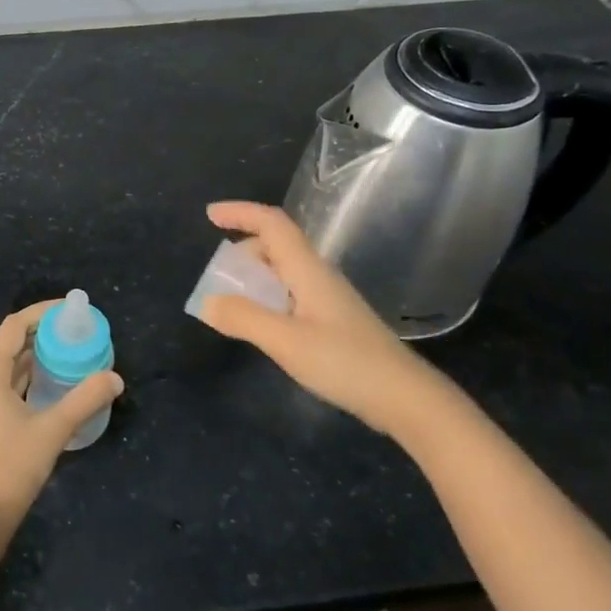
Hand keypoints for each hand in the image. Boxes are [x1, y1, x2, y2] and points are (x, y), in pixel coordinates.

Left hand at [0, 302, 123, 535]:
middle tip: (76, 335)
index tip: (69, 311)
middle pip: (8, 345)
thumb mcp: (53, 430)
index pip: (13, 326)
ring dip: (33, 360)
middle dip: (41, 337)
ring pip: (3, 368)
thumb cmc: (10, 468)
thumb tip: (115, 378)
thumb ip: (85, 400)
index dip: (41, 313)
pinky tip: (48, 388)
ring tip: (68, 357)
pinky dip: (23, 380)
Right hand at [198, 201, 449, 440]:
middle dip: (241, 252)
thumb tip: (207, 301)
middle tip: (216, 278)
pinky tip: (260, 325)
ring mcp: (327, 299)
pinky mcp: (332, 322)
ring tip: (231, 303)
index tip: (209, 215)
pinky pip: (289, 295)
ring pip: (283, 272)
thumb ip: (243, 318)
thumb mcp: (286, 341)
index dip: (240, 213)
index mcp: (308, 270)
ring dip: (253, 277)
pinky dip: (266, 298)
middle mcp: (317, 276)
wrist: (404, 398)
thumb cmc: (345, 362)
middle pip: (275, 246)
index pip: (272, 224)